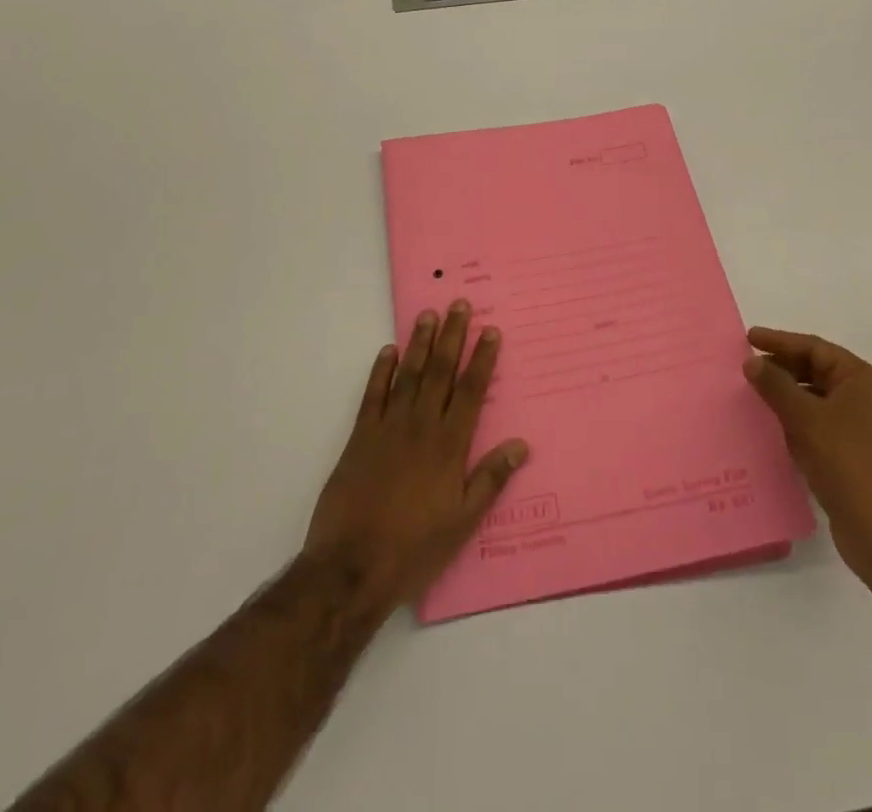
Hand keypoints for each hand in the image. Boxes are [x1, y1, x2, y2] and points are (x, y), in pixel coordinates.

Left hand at [304, 300, 529, 610]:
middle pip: (441, 372)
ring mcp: (388, 428)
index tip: (490, 331)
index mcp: (449, 446)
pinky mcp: (360, 437)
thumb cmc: (414, 549)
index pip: (471, 392)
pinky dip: (381, 371)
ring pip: (409, 375)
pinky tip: (389, 351)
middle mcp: (421, 427)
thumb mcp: (462, 522)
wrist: (351, 567)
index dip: (482, 360)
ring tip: (429, 315)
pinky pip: (373, 395)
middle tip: (459, 305)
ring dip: (420, 343)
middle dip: (453, 337)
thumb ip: (490, 479)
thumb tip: (520, 445)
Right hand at [743, 328, 871, 597]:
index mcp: (862, 380)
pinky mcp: (852, 457)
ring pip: (815, 401)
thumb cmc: (849, 463)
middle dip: (781, 369)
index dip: (779, 341)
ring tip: (751, 395)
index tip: (747, 338)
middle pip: (816, 372)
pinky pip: (817, 427)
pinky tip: (770, 428)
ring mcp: (861, 430)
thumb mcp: (806, 418)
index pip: (815, 348)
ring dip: (785, 397)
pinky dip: (794, 423)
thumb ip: (775, 385)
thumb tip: (751, 361)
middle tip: (745, 368)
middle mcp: (865, 399)